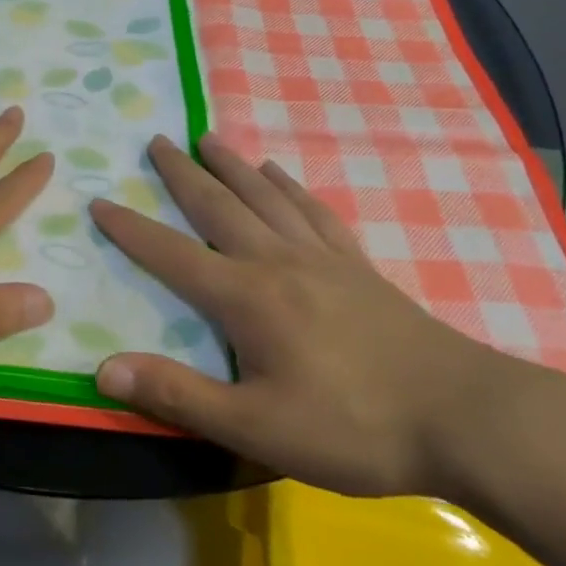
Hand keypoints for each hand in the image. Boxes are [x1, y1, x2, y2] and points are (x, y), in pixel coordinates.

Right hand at [89, 134, 518, 497]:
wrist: (466, 418)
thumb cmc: (354, 427)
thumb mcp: (257, 427)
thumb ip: (179, 395)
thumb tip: (104, 369)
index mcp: (246, 297)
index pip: (172, 254)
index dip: (131, 230)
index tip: (99, 200)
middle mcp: (276, 260)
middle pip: (219, 206)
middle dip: (181, 173)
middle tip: (155, 139)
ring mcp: (321, 257)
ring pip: (264, 196)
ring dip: (231, 164)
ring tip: (206, 138)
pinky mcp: (357, 265)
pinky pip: (313, 211)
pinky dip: (289, 186)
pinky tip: (279, 172)